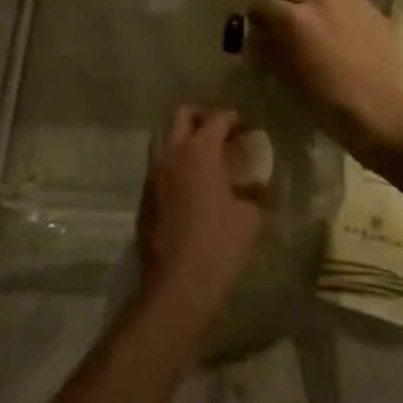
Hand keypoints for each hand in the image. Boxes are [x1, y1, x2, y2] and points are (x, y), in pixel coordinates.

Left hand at [135, 106, 266, 327]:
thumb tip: (258, 182)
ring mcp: (153, 174)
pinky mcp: (144, 195)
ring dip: (182, 134)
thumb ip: (255, 191)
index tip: (248, 129)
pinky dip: (173, 159)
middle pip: (181, 115)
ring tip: (204, 153)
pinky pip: (157, 162)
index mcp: (199, 152)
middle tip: (222, 132)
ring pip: (162, 135)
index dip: (234, 119)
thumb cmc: (219, 247)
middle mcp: (171, 154)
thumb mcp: (251, 217)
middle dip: (203, 116)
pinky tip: (190, 181)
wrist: (176, 286)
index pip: (217, 119)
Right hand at [250, 0, 402, 150]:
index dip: (258, 16)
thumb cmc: (326, 100)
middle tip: (287, 24)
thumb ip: (270, 51)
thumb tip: (261, 38)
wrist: (379, 108)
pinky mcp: (373, 9)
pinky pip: (348, 0)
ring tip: (317, 21)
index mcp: (293, 18)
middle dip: (285, 5)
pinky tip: (345, 29)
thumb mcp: (287, 78)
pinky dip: (340, 9)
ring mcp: (350, 1)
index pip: (265, 4)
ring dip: (314, 1)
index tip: (258, 27)